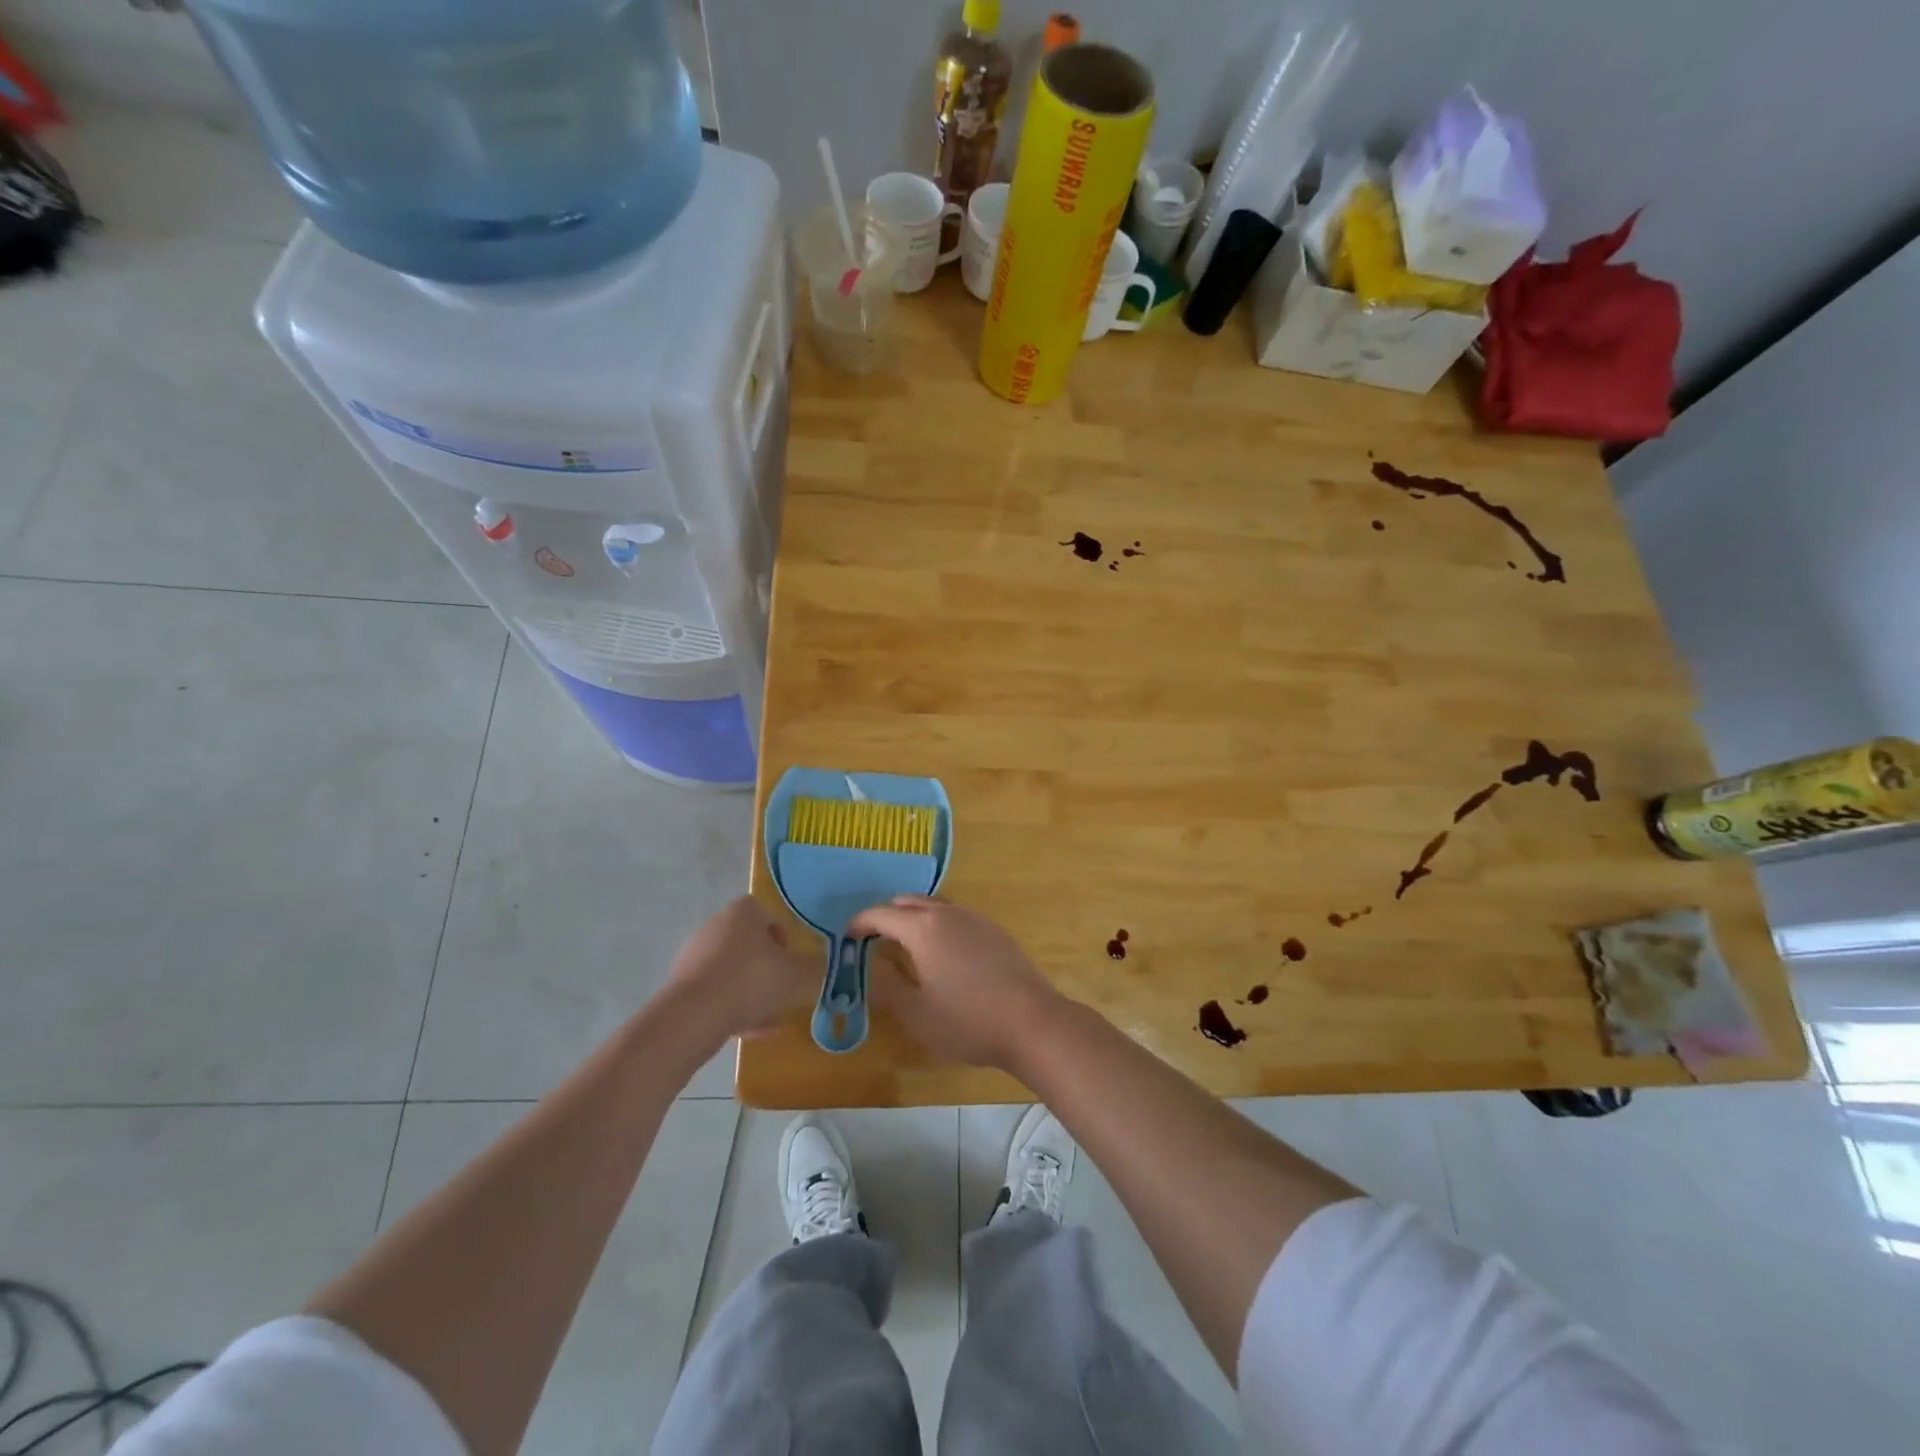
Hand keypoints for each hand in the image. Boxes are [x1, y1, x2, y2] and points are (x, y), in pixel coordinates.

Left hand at [665, 897, 817, 1038]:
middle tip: (783, 992)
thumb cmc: (750, 981)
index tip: (791, 962)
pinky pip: (716, 993)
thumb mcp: (797, 975)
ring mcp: (694, 956)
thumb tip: (821, 967)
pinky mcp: (681, 986)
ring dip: (752, 993)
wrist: (693, 1017)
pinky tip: (749, 1033)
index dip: (783, 937)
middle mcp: (715, 927)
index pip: (766, 914)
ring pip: (733, 972)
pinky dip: (733, 1008)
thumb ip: (815, 969)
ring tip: (769, 1021)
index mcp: (742, 913)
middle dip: (768, 970)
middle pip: (749, 946)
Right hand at [849, 895, 1064, 1071]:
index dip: (860, 923)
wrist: (1032, 1022)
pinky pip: (956, 916)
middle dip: (887, 916)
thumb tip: (872, 965)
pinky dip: (938, 924)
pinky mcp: (995, 931)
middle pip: (909, 903)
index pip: (882, 915)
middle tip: (873, 939)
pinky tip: (942, 952)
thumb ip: (888, 987)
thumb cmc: (968, 1021)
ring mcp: (976, 919)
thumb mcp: (917, 1014)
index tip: (847, 936)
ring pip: (935, 906)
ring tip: (905, 944)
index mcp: (924, 929)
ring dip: (914, 917)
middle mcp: (949, 913)